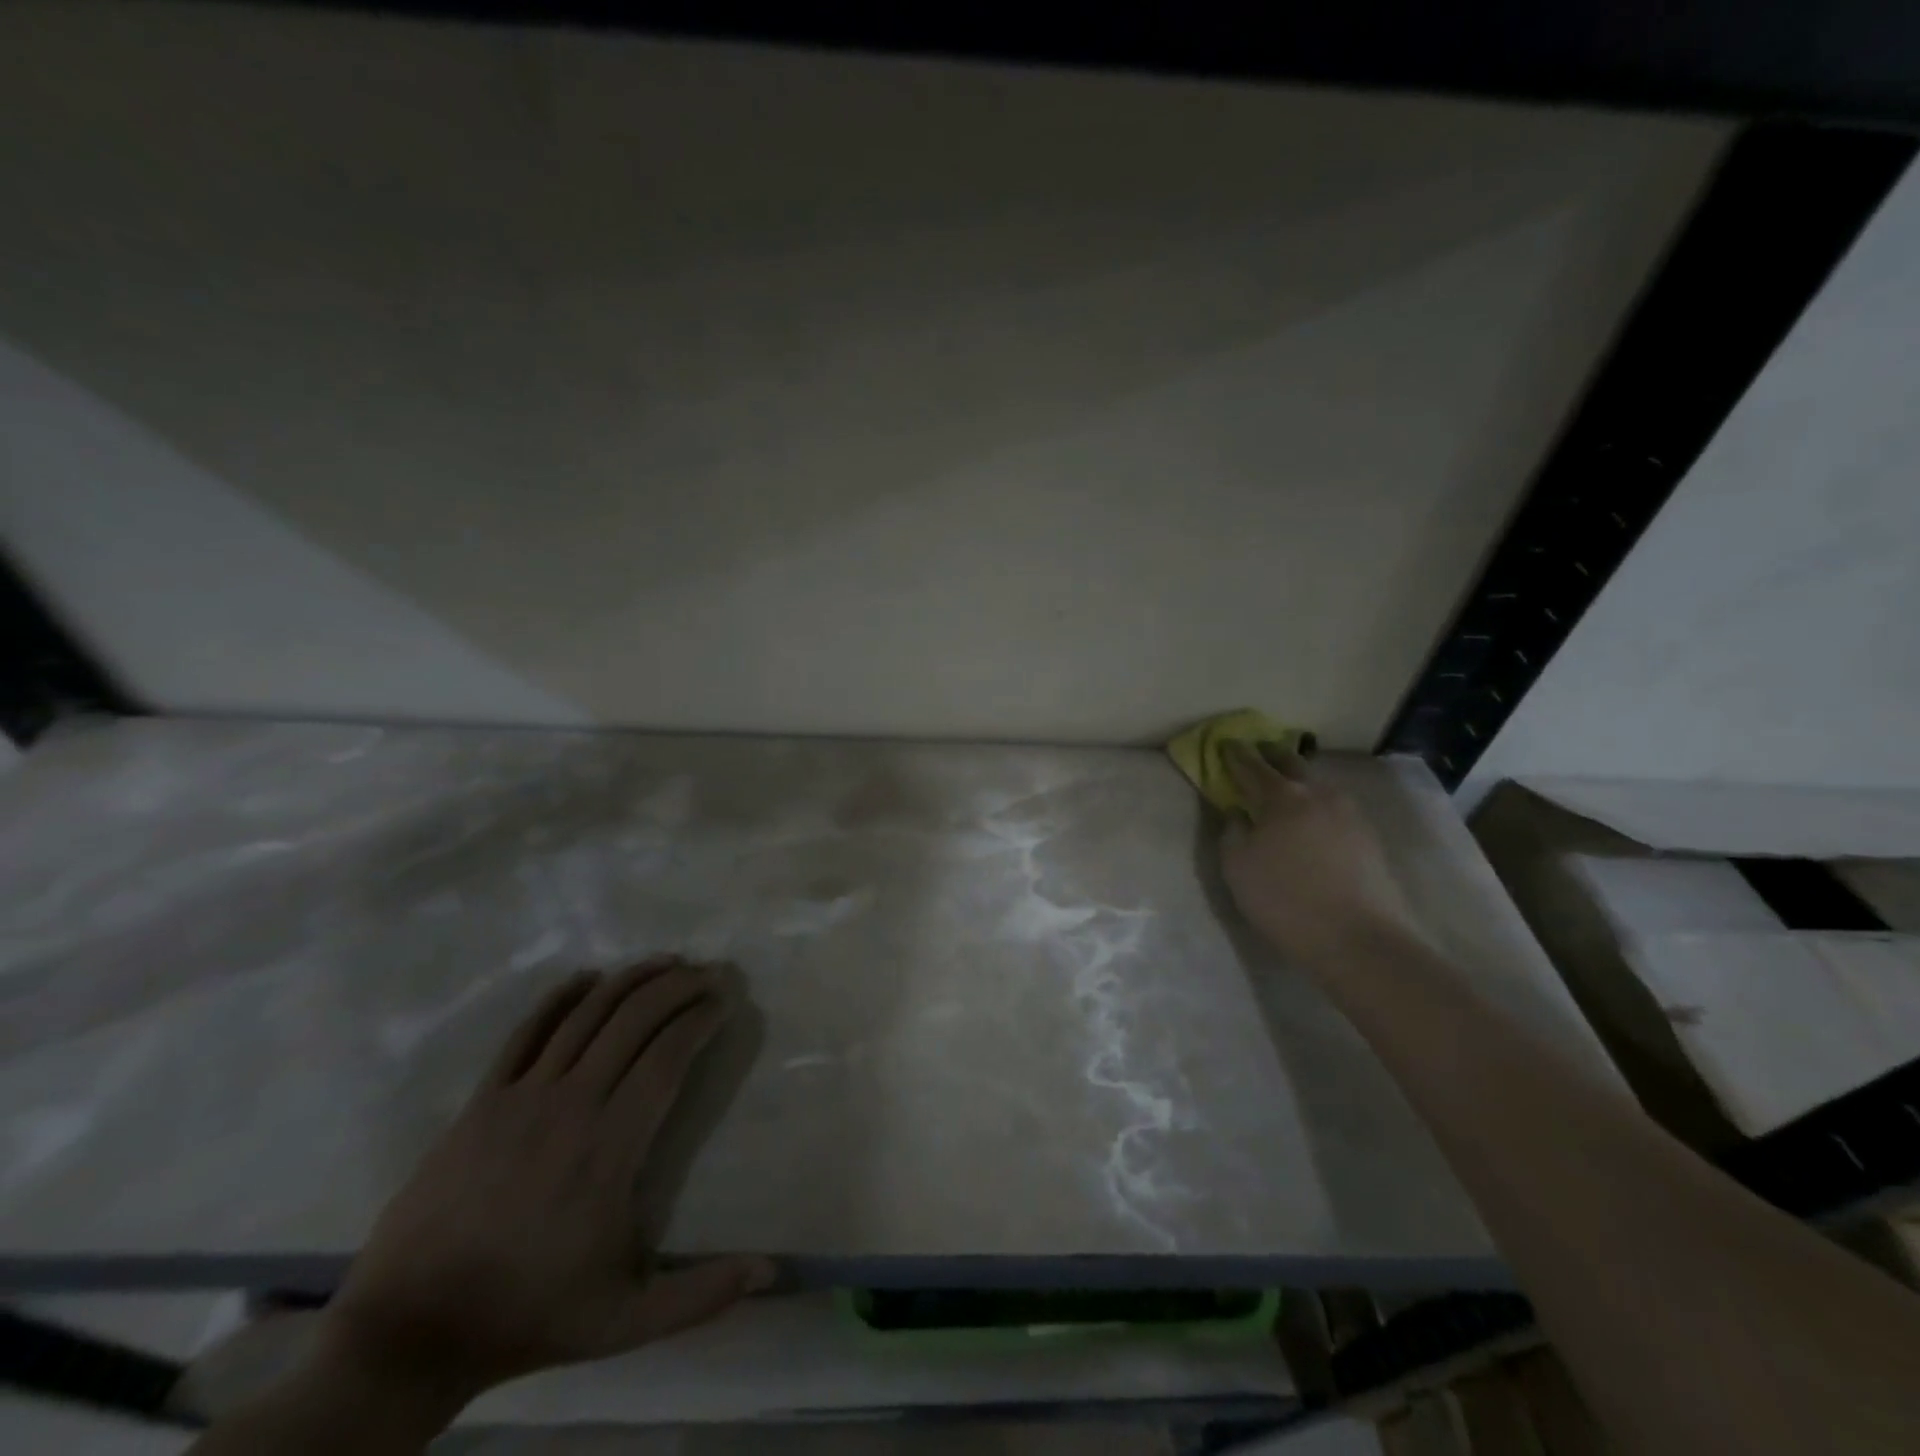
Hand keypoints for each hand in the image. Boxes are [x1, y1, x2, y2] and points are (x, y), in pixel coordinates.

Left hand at [313, 957, 774, 1414]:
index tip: (726, 1000)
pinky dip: (561, 998)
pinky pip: (526, 1032)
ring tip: (666, 962)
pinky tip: (587, 977)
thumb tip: (772, 1271)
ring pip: (586, 1015)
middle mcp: (571, 1105)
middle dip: (679, 986)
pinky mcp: (482, 1101)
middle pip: (634, 1020)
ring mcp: (521, 1097)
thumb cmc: (527, 1317)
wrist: (406, 1336)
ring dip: (632, 980)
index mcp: (610, 1148)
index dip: (701, 1018)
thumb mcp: (624, 1322)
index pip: (667, 1057)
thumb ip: (702, 1295)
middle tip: (710, 971)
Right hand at [1219, 743, 1419, 969]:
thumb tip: (1238, 813)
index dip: (1236, 754)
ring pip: (1319, 785)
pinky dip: (1319, 804)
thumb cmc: (1284, 899)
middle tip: (1259, 752)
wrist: (1357, 938)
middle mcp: (1318, 795)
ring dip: (1300, 779)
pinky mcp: (1368, 837)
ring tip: (1288, 786)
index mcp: (1281, 798)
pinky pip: (1336, 808)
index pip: (1253, 766)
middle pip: (1292, 763)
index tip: (1226, 743)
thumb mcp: (1237, 868)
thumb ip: (1232, 832)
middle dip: (1272, 755)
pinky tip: (1314, 819)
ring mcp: (1349, 814)